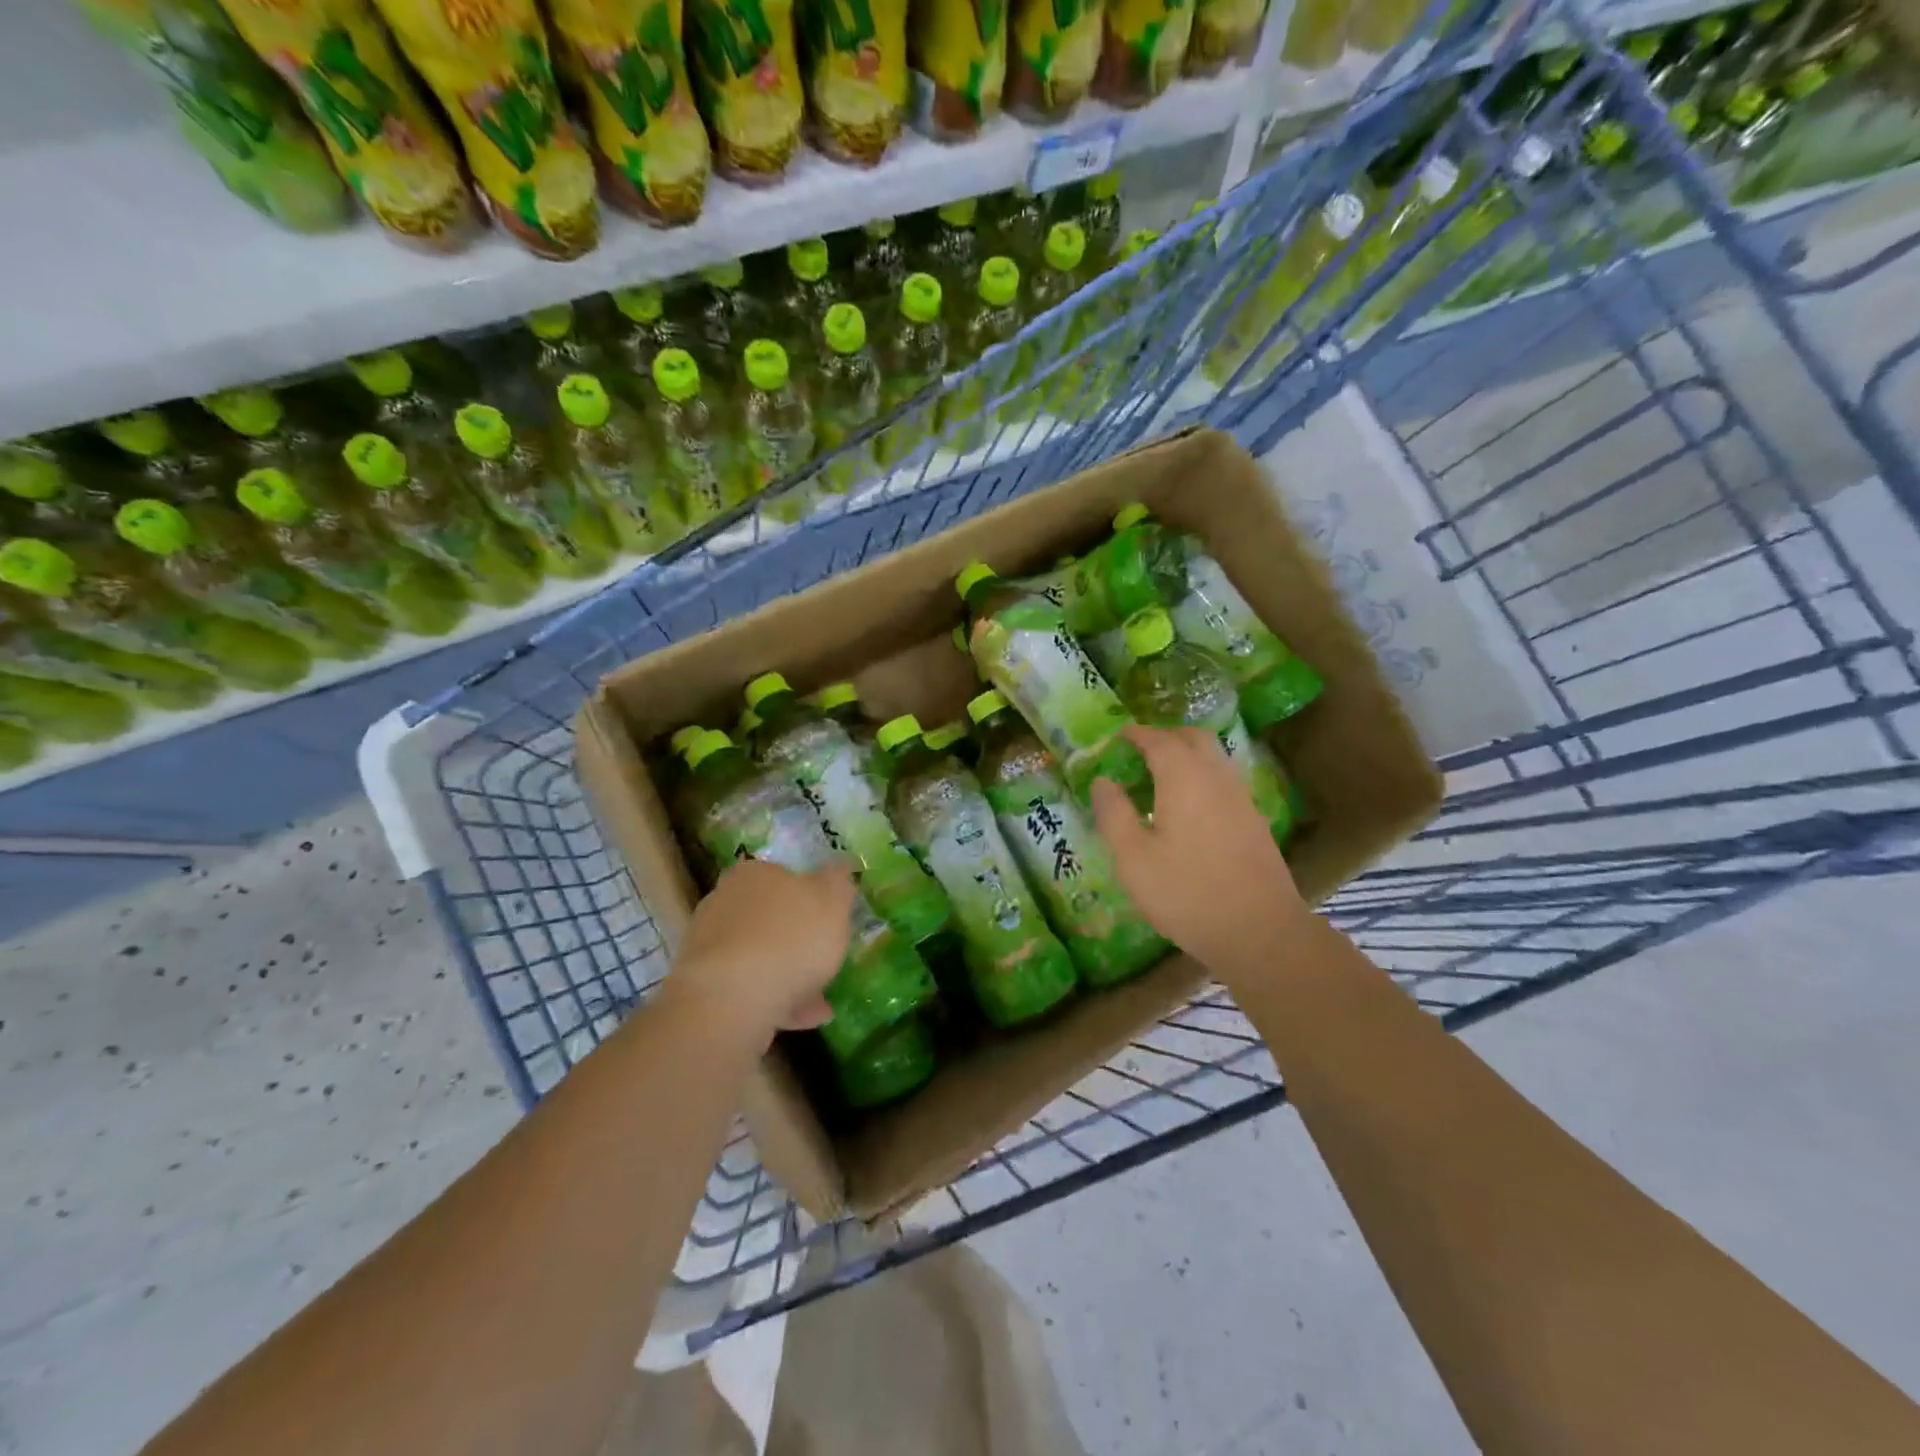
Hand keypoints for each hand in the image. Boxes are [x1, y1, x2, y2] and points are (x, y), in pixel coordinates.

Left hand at [665, 858, 854, 1047]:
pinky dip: (775, 999)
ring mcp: (710, 945)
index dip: (809, 897)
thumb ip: (838, 881)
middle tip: (826, 959)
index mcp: (754, 873)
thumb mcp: (832, 900)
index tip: (829, 920)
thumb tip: (840, 864)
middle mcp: (725, 901)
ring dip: (789, 974)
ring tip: (822, 1001)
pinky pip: (749, 987)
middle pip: (770, 917)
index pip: (784, 875)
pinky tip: (803, 1017)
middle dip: (798, 939)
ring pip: (760, 955)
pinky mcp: (705, 985)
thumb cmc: (791, 937)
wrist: (732, 999)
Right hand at [1090, 726, 1309, 981]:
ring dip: (1186, 754)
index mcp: (1183, 777)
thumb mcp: (1132, 858)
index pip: (1158, 739)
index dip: (1136, 734)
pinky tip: (1187, 806)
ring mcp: (1240, 798)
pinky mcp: (1253, 821)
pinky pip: (1223, 780)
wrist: (1259, 931)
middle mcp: (1215, 777)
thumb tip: (1103, 781)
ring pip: (1213, 758)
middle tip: (1138, 750)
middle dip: (1165, 735)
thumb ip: (1114, 813)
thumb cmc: (1186, 893)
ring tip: (1159, 775)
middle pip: (1193, 738)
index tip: (1117, 736)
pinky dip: (1201, 776)